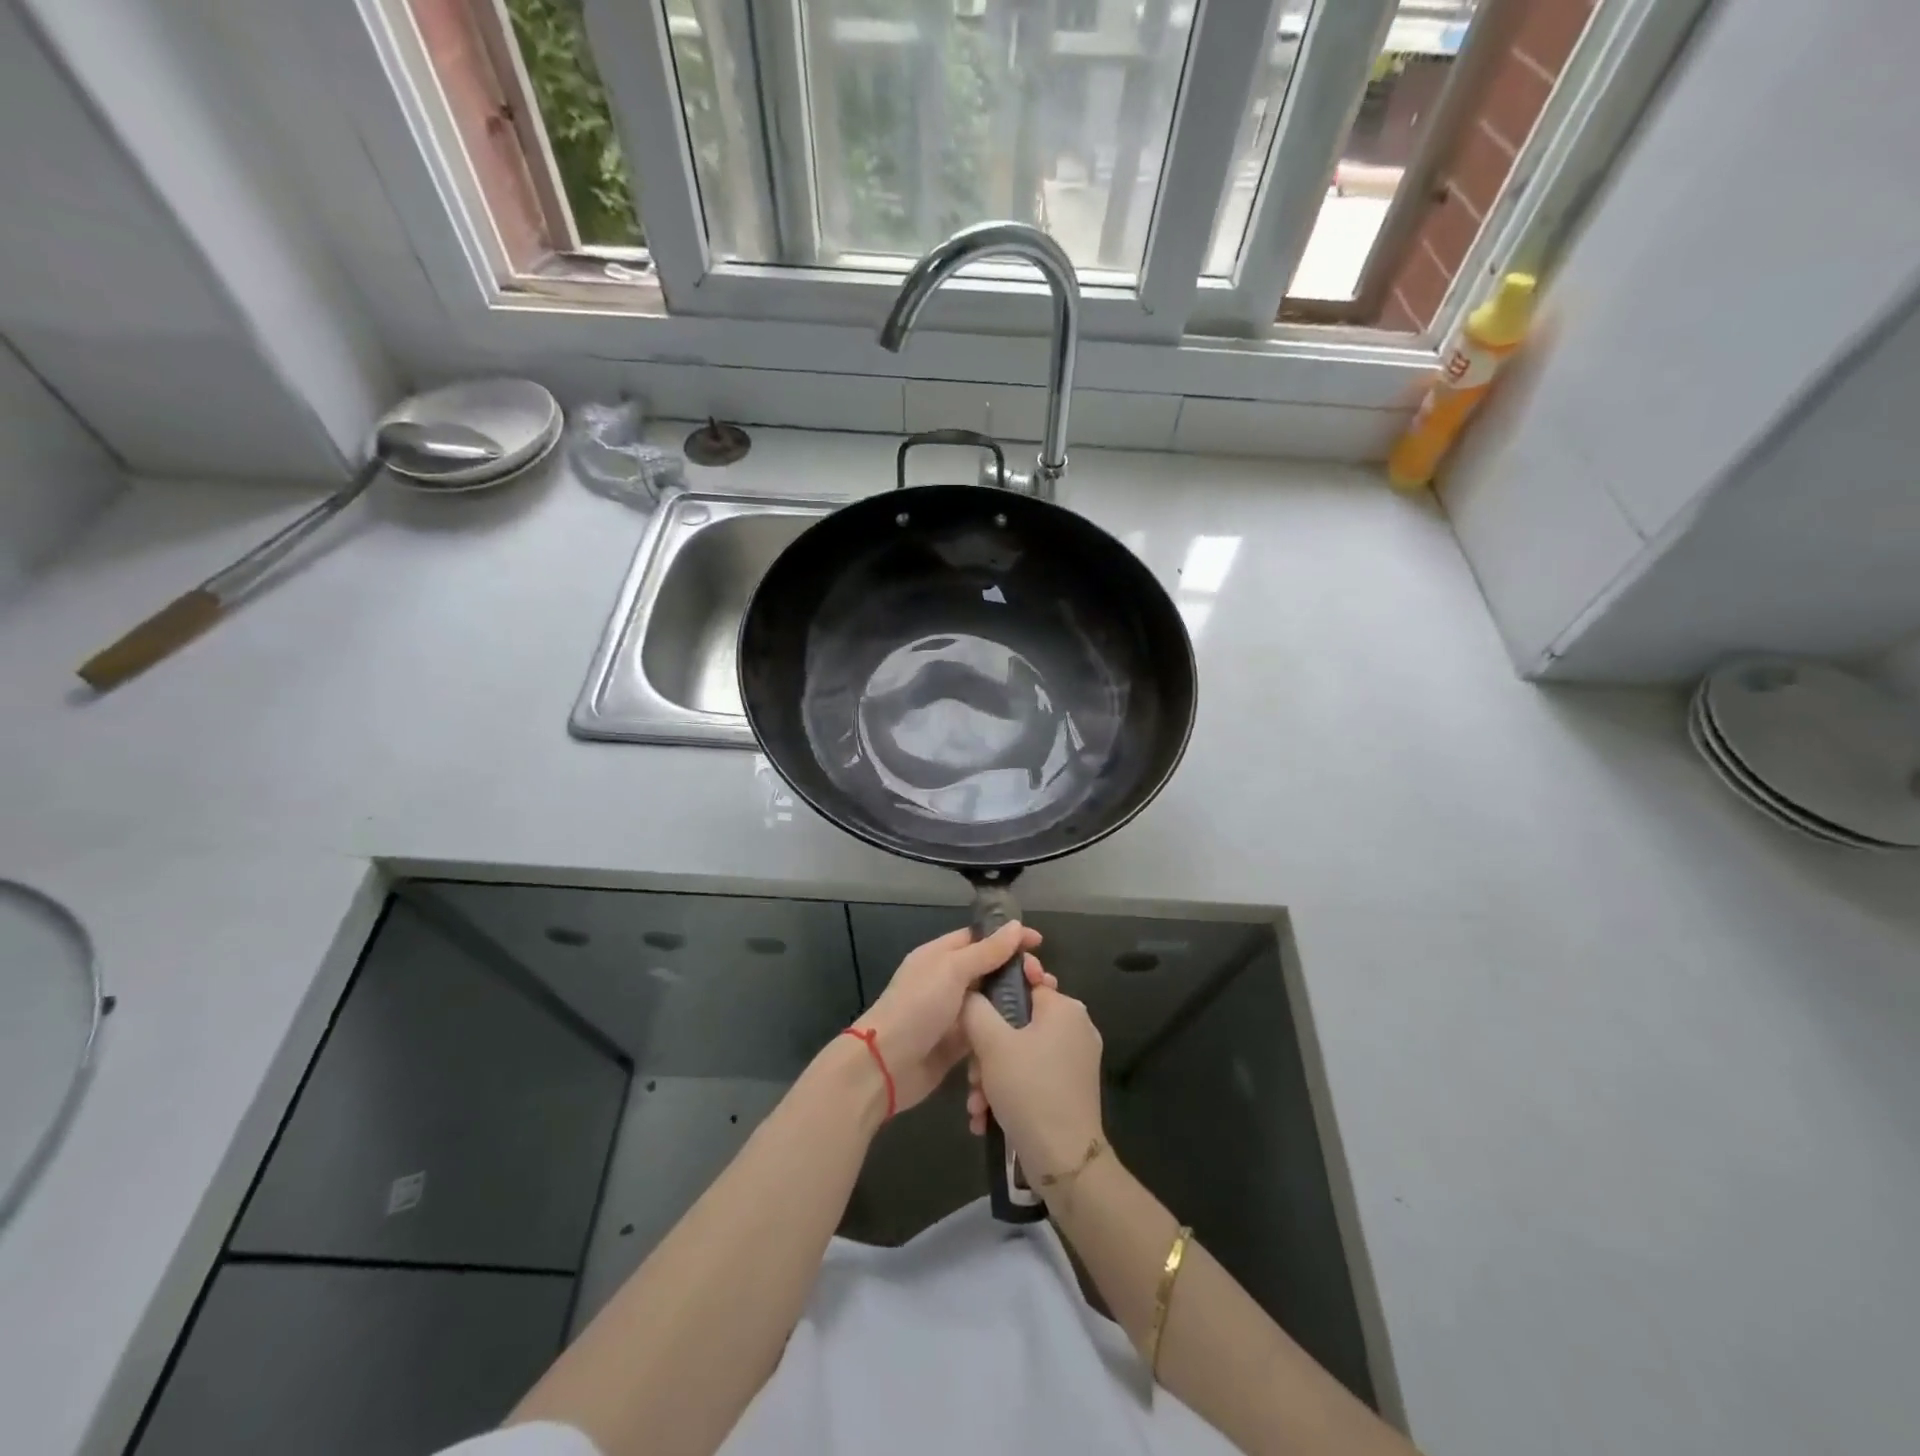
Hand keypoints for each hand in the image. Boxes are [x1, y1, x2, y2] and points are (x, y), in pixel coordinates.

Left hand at [854, 921, 1044, 1112]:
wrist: (886, 1065)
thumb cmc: (918, 1007)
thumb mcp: (952, 971)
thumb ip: (986, 951)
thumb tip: (1016, 926)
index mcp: (941, 955)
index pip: (980, 938)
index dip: (1009, 938)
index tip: (1040, 943)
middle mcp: (948, 981)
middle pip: (991, 970)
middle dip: (1019, 974)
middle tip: (1045, 982)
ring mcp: (954, 1013)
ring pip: (994, 1003)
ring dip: (1017, 1004)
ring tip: (1046, 1009)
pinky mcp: (960, 1044)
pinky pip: (989, 1032)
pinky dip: (1005, 1032)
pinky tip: (1029, 1035)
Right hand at [964, 983, 1104, 1181]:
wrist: (1063, 1160)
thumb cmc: (1028, 1088)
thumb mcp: (991, 1043)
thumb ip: (976, 1008)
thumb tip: (969, 992)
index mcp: (1065, 1008)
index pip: (1026, 982)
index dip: (995, 993)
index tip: (972, 1011)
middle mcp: (1075, 1028)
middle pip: (1018, 1022)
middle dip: (986, 1049)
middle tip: (971, 1073)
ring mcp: (1075, 1060)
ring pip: (1020, 1053)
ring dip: (991, 1076)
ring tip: (976, 1104)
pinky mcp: (1070, 1089)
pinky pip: (1031, 1075)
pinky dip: (1008, 1091)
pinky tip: (986, 1117)